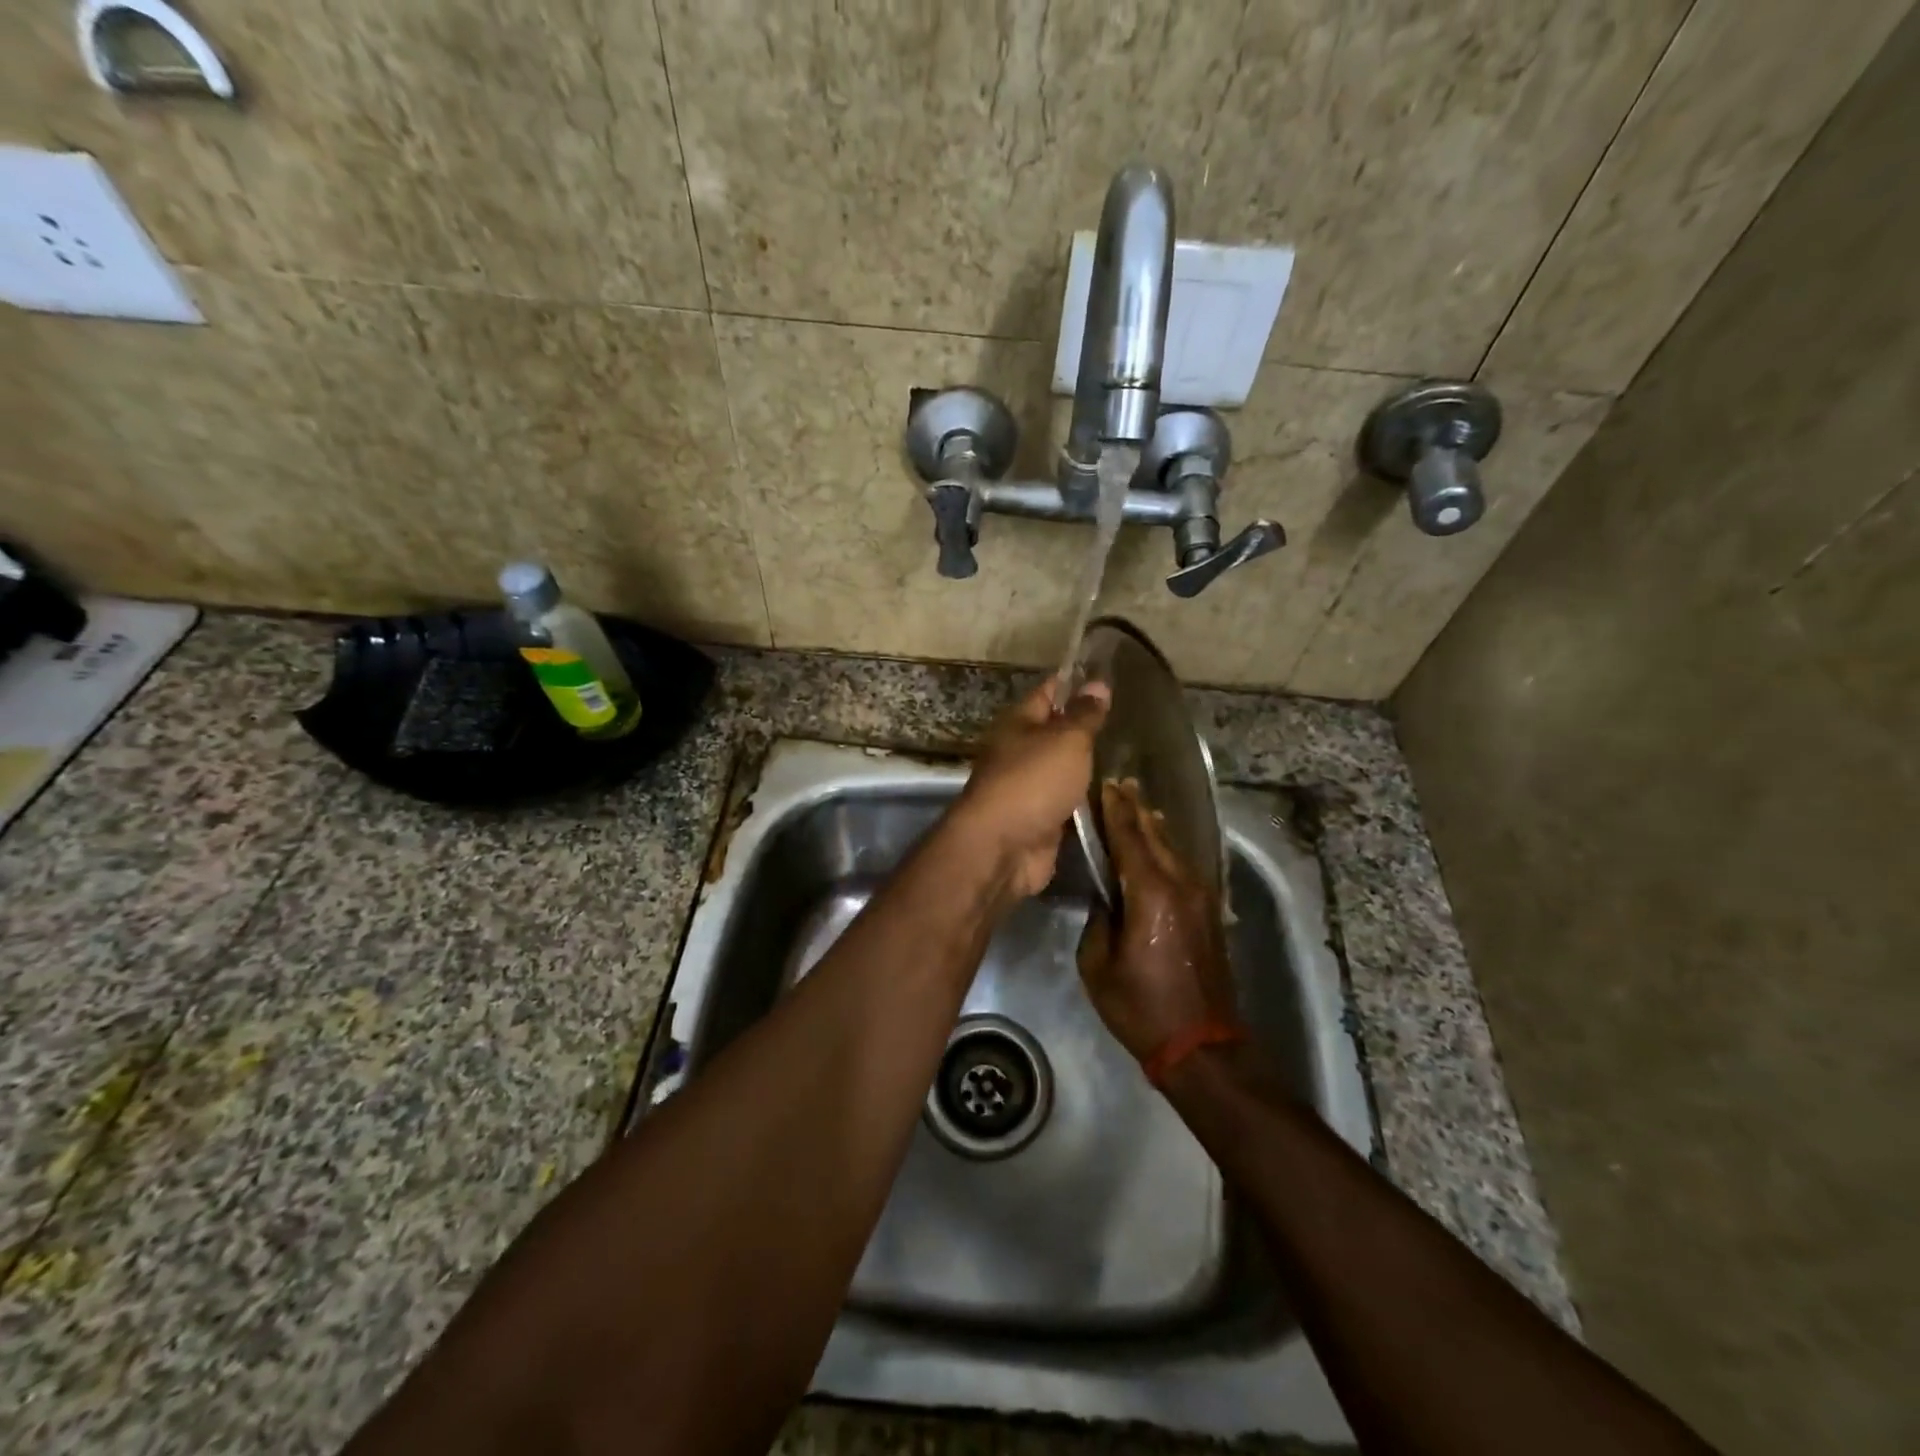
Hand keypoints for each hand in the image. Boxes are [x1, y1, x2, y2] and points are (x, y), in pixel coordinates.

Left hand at [949, 675, 1110, 900]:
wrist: (1003, 848)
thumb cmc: (1032, 781)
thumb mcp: (1065, 740)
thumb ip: (1084, 715)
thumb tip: (1098, 683)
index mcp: (1018, 723)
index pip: (1048, 692)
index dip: (1075, 682)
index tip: (1107, 675)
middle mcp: (1019, 751)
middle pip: (1055, 732)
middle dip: (1085, 726)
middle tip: (1129, 717)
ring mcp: (1028, 788)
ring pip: (1062, 769)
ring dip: (1087, 765)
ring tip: (1129, 753)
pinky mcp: (1039, 820)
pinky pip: (1067, 802)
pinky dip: (1086, 799)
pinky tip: (1115, 794)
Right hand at [1078, 778, 1239, 1061]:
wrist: (1202, 1045)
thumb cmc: (1141, 1007)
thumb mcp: (1097, 965)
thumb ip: (1098, 921)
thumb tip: (1105, 899)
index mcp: (1151, 894)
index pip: (1129, 837)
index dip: (1114, 810)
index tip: (1102, 785)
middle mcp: (1180, 885)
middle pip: (1155, 834)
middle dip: (1134, 808)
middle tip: (1118, 784)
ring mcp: (1200, 897)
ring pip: (1173, 847)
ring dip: (1152, 825)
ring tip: (1136, 804)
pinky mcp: (1208, 911)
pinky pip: (1182, 865)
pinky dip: (1166, 847)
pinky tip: (1158, 844)